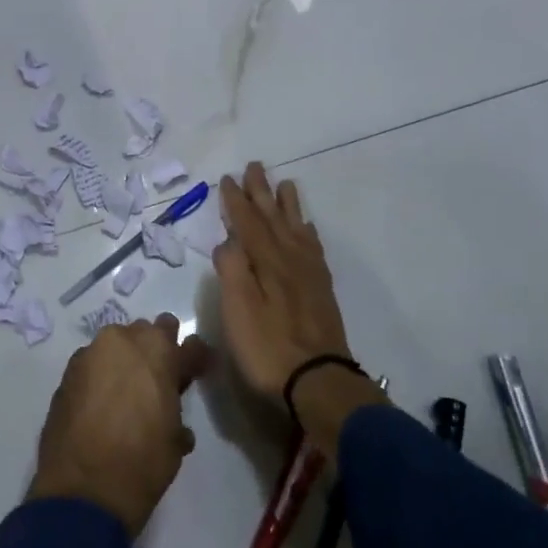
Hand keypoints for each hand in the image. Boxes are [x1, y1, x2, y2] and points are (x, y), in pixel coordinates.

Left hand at [27, 315, 212, 538]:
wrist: (82, 491)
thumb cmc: (142, 463)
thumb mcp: (175, 437)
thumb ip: (175, 404)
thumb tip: (170, 402)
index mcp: (158, 351)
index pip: (187, 342)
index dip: (194, 358)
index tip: (196, 371)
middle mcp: (122, 341)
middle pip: (146, 333)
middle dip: (154, 352)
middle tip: (158, 382)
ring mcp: (90, 353)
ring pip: (115, 346)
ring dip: (124, 362)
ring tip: (127, 394)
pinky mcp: (66, 373)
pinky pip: (92, 364)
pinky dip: (100, 376)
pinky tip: (101, 404)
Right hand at [214, 162, 354, 403]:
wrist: (319, 380)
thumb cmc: (267, 347)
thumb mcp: (237, 310)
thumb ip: (232, 270)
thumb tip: (228, 240)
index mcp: (266, 261)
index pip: (247, 222)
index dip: (235, 200)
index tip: (227, 178)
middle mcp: (289, 259)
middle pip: (273, 218)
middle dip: (261, 192)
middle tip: (255, 167)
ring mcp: (309, 274)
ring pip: (296, 228)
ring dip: (287, 205)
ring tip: (286, 184)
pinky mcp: (321, 290)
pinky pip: (313, 248)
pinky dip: (307, 232)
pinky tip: (306, 229)